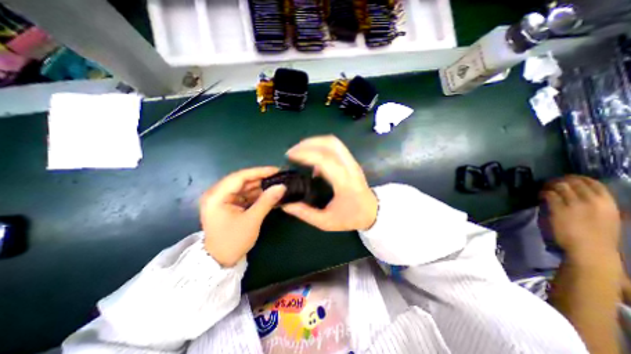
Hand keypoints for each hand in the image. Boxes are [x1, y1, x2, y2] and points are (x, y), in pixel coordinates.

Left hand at [200, 168, 286, 266]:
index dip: (259, 171)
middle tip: (280, 177)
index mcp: (217, 196)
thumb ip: (267, 201)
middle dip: (262, 179)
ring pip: (245, 187)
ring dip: (261, 187)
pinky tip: (270, 194)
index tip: (276, 170)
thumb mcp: (252, 220)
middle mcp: (218, 194)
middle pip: (243, 180)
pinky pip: (245, 195)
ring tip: (277, 185)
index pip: (240, 176)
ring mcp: (223, 199)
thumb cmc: (233, 241)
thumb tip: (282, 186)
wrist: (220, 261)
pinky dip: (258, 195)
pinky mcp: (229, 204)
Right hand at [282, 136, 378, 232]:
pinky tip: (312, 156)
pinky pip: (335, 147)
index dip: (306, 154)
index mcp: (345, 183)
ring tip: (300, 150)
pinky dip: (321, 146)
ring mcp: (352, 162)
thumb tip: (286, 204)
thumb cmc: (350, 217)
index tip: (290, 156)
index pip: (325, 160)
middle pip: (331, 144)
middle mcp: (350, 168)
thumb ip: (305, 213)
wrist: (372, 212)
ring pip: (334, 142)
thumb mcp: (326, 222)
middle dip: (308, 143)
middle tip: (293, 151)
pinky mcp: (351, 161)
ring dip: (314, 142)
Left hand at [542, 174, 619, 260]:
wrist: (590, 249)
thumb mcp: (610, 217)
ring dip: (549, 186)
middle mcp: (592, 200)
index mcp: (608, 202)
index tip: (566, 180)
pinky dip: (543, 193)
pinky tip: (541, 196)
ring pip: (558, 186)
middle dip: (559, 181)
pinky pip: (548, 194)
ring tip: (545, 190)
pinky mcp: (558, 209)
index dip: (576, 179)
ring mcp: (574, 204)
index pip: (592, 182)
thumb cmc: (601, 236)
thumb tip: (592, 196)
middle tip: (551, 184)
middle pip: (572, 182)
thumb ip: (603, 205)